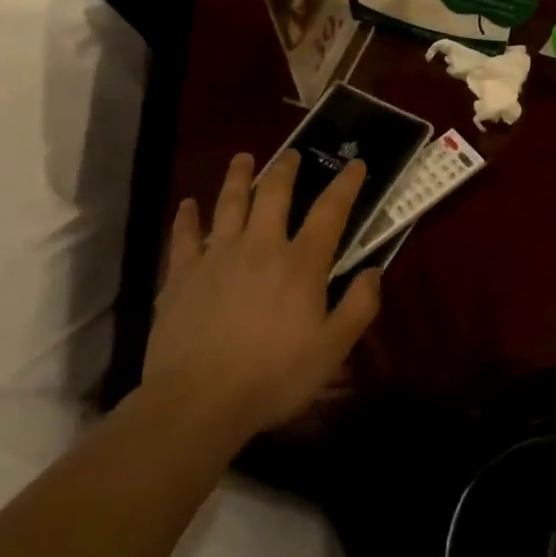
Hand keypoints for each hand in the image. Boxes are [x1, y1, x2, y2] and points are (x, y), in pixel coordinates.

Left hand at [142, 150, 380, 442]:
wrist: (198, 402)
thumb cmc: (273, 377)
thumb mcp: (332, 350)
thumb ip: (359, 307)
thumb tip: (374, 272)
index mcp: (301, 264)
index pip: (330, 212)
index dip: (346, 184)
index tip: (355, 164)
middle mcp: (260, 247)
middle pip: (274, 194)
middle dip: (286, 169)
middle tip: (292, 154)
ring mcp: (217, 257)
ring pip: (228, 204)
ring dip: (237, 177)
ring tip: (243, 158)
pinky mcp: (181, 275)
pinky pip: (184, 236)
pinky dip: (186, 217)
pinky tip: (186, 204)